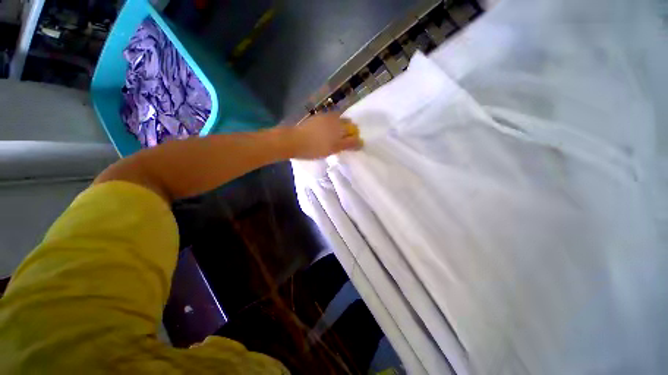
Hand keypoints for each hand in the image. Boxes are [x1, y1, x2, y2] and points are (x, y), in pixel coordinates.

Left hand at [287, 112, 362, 158]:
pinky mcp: (318, 117)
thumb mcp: (333, 149)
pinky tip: (326, 133)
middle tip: (343, 142)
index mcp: (340, 126)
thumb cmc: (314, 148)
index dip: (355, 139)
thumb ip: (348, 144)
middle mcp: (335, 119)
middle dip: (349, 132)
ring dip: (341, 128)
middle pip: (348, 123)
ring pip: (339, 120)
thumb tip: (360, 142)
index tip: (352, 146)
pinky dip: (333, 125)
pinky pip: (330, 119)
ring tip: (335, 138)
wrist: (293, 140)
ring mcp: (325, 117)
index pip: (354, 131)